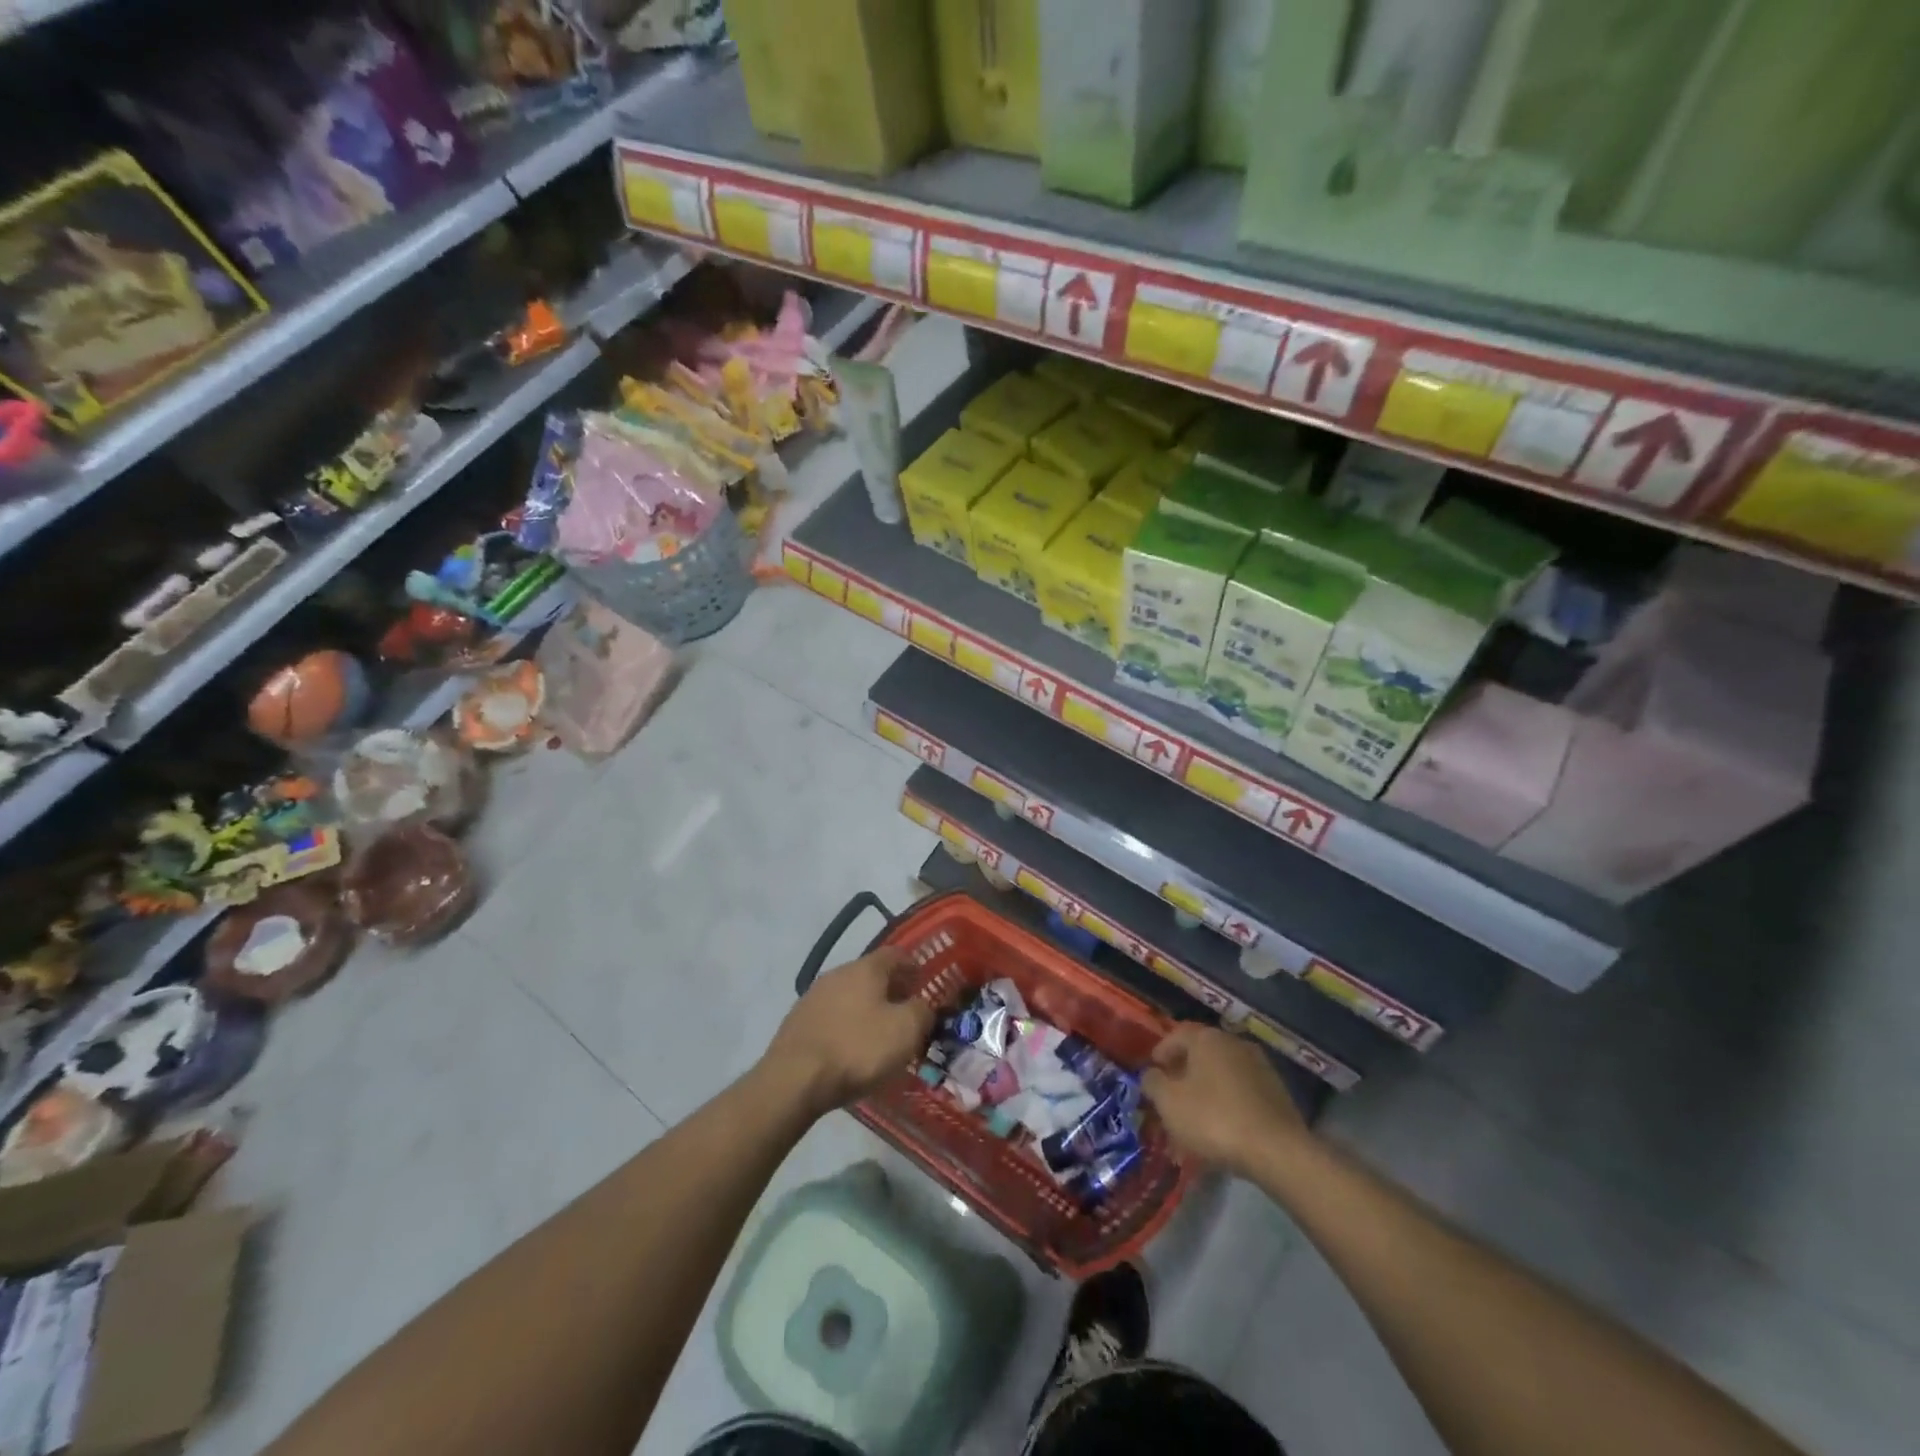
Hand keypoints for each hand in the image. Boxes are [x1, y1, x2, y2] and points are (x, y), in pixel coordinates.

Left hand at [760, 949, 936, 1118]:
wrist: (795, 1079)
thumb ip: (922, 1011)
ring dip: (866, 1008)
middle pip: (870, 974)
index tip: (923, 985)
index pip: (896, 954)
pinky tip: (850, 1048)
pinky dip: (846, 1025)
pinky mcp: (797, 1021)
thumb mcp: (906, 1030)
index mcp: (865, 968)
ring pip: (849, 995)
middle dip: (890, 990)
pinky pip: (831, 1016)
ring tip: (879, 1034)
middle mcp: (838, 973)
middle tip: (905, 1013)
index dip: (913, 967)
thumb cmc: (858, 1048)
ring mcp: (813, 996)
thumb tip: (921, 1006)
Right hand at [1143, 1023, 1308, 1178]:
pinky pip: (1242, 1091)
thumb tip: (1151, 1074)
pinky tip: (1222, 1126)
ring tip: (1196, 1115)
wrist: (1277, 1151)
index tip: (1152, 1073)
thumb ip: (1153, 1083)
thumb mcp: (1169, 1102)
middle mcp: (1234, 1043)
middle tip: (1171, 1095)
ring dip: (1206, 1089)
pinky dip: (1228, 1102)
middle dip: (1184, 1072)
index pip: (1176, 1035)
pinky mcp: (1277, 1092)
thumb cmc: (1214, 1119)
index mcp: (1207, 1038)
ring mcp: (1260, 1066)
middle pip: (1201, 1053)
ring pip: (1222, 1073)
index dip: (1160, 1052)